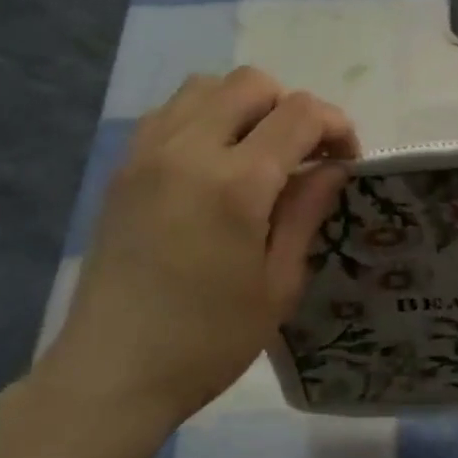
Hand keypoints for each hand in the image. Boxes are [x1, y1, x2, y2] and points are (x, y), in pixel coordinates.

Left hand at [32, 68, 357, 435]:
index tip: (346, 160)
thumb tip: (333, 167)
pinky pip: (170, 112)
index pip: (299, 113)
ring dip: (245, 106)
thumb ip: (306, 212)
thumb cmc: (208, 340)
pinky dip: (204, 116)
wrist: (111, 374)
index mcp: (235, 183)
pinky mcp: (122, 169)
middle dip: (291, 107)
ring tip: (259, 153)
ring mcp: (147, 154)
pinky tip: (213, 163)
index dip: (335, 125)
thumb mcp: (278, 283)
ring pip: (205, 86)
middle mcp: (188, 150)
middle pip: (251, 83)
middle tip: (304, 155)